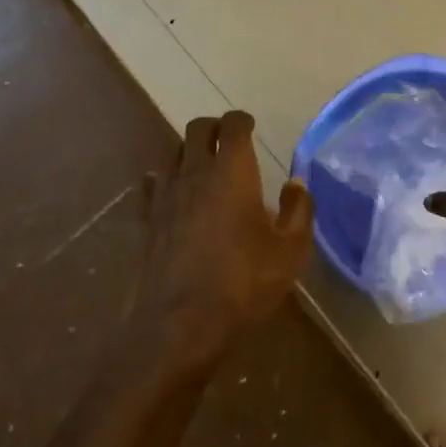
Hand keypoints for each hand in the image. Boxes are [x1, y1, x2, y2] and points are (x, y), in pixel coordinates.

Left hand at [134, 111, 313, 364]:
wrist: (179, 325)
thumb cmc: (243, 284)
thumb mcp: (289, 252)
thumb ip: (298, 212)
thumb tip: (296, 184)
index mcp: (232, 172)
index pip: (233, 126)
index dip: (242, 120)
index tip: (250, 126)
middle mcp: (194, 173)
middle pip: (196, 130)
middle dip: (213, 127)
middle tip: (228, 140)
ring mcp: (165, 197)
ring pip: (172, 153)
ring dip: (188, 151)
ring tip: (202, 164)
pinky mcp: (146, 222)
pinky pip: (151, 186)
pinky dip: (162, 180)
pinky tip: (168, 192)